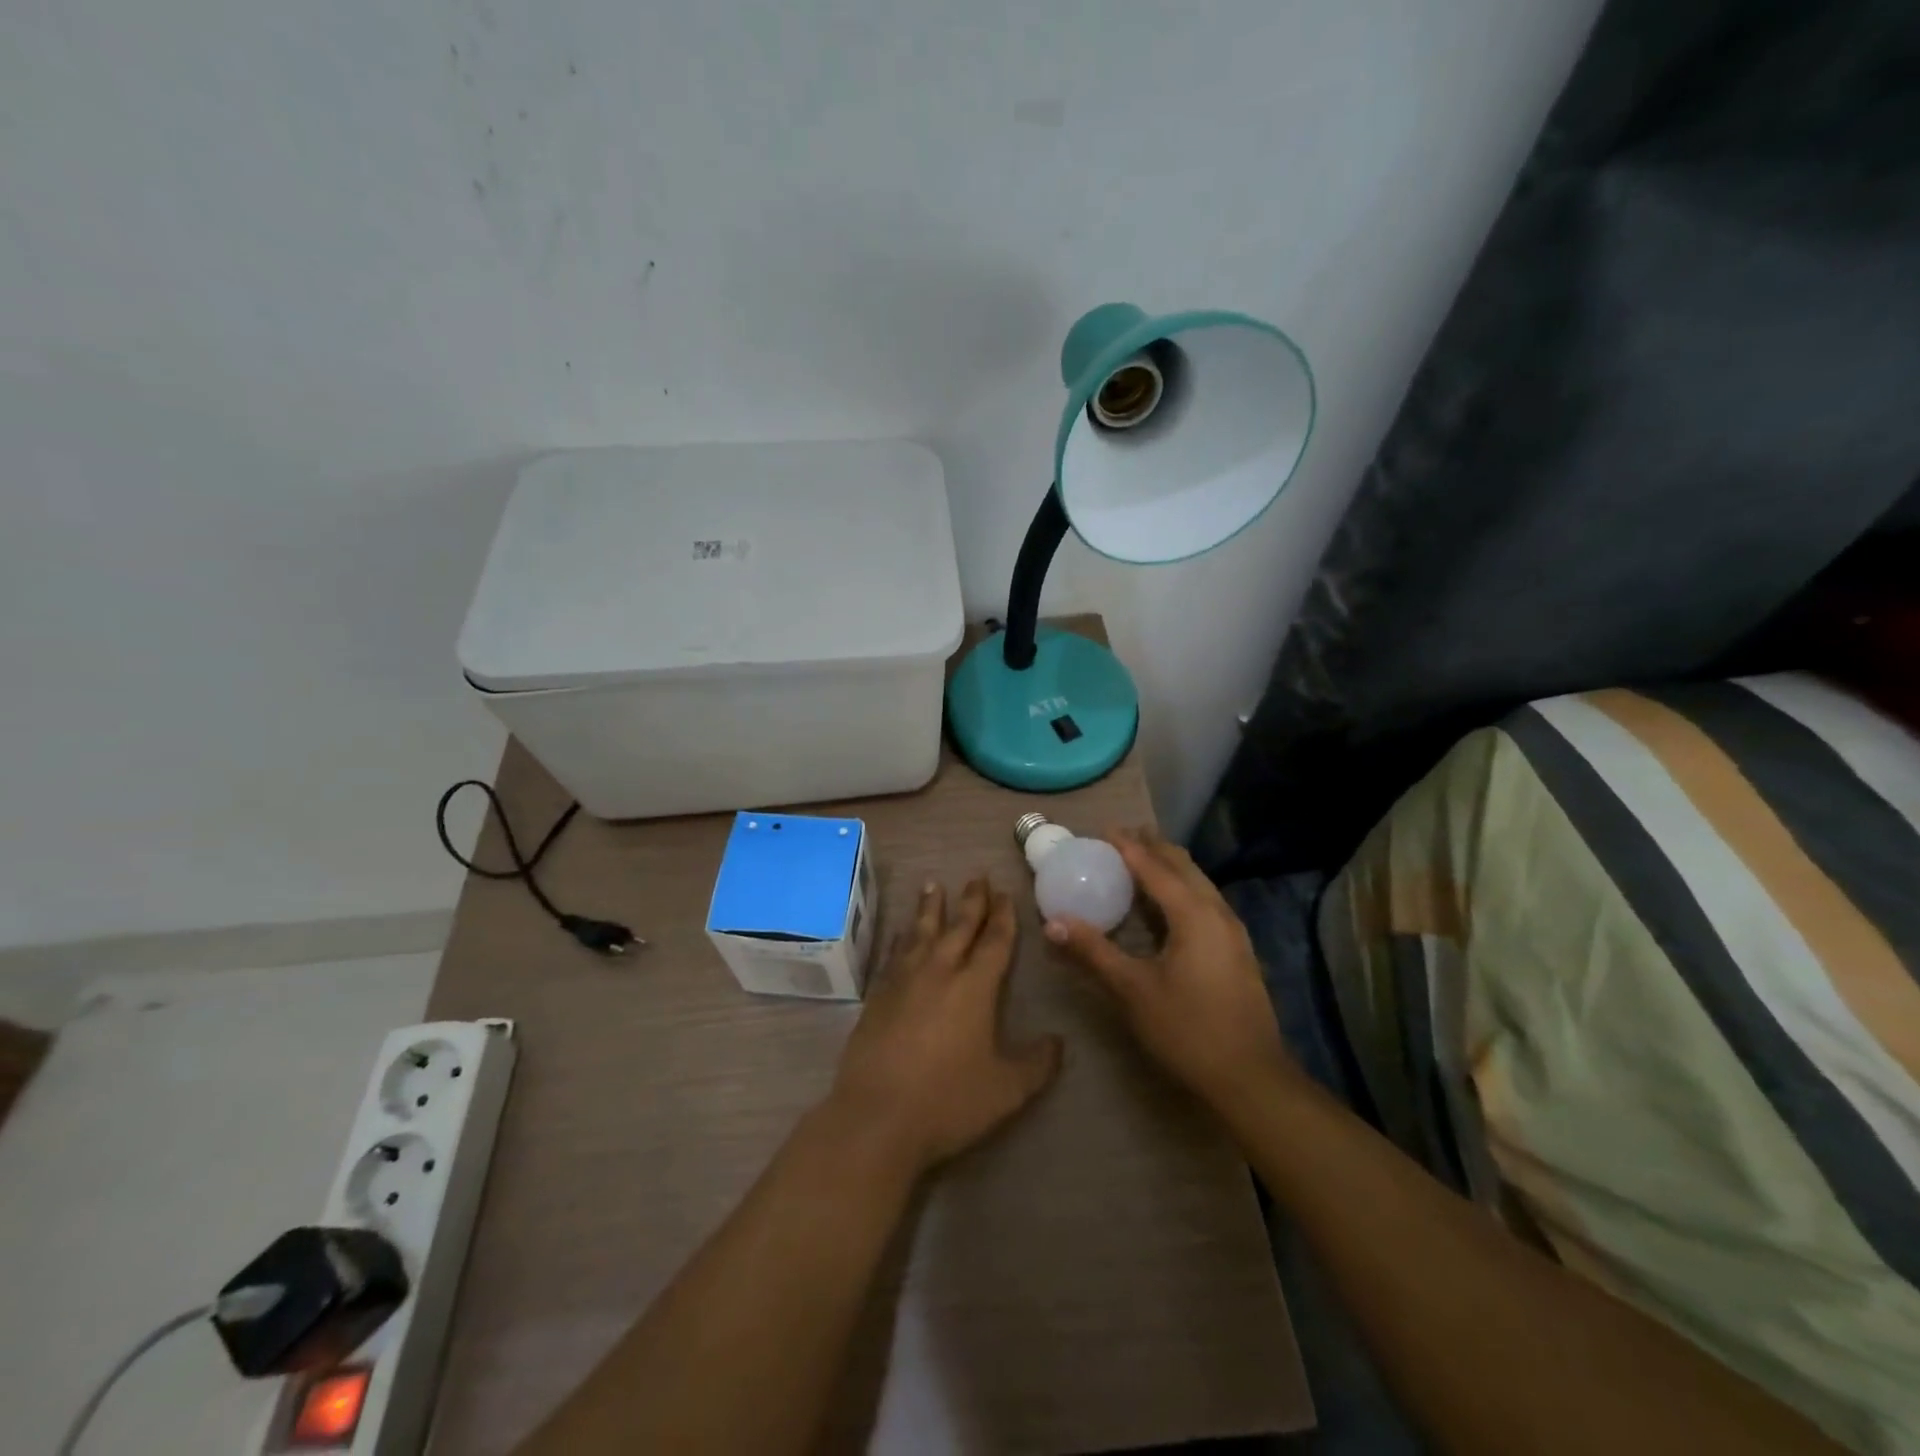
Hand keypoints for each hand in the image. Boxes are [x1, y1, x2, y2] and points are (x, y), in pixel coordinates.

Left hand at [826, 877, 1063, 1176]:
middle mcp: (940, 972)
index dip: (1003, 917)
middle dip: (971, 901)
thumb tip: (1059, 1042)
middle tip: (977, 876)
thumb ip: (1037, 1064)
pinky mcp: (878, 995)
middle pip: (959, 927)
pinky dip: (902, 937)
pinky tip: (902, 932)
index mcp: (974, 988)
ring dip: (930, 907)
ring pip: (921, 932)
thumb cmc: (948, 1102)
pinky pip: (894, 954)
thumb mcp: (1006, 1090)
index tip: (1006, 894)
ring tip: (933, 884)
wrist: (877, 1117)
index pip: (994, 942)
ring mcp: (904, 981)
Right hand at [1045, 827, 1296, 1109]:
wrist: (1250, 1077)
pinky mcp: (1237, 949)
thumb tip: (1052, 922)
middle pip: (1183, 866)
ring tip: (1143, 859)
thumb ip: (1093, 951)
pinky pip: (1205, 900)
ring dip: (1171, 866)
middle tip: (1123, 837)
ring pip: (1199, 882)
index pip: (1155, 867)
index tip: (1104, 830)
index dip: (1128, 847)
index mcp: (1193, 914)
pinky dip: (1182, 887)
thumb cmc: (1187, 1029)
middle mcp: (1217, 912)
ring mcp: (1233, 931)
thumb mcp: (1132, 989)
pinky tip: (1168, 904)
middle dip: (1153, 847)